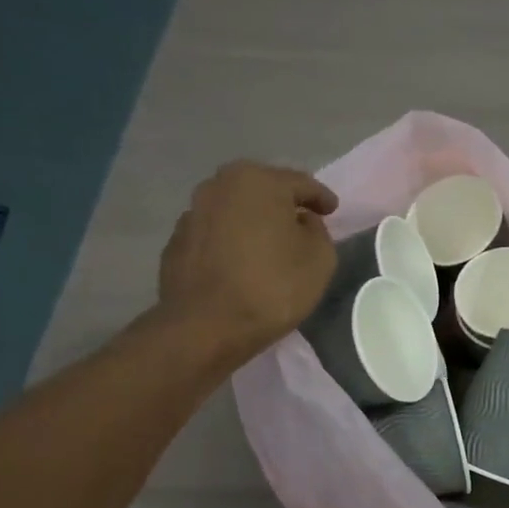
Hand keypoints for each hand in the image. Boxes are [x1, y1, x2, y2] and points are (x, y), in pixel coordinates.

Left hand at [155, 161, 338, 362]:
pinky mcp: (176, 241)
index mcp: (258, 181)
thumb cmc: (272, 286)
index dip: (321, 197)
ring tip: (269, 243)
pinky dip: (231, 241)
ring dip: (253, 221)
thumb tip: (301, 222)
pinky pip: (215, 233)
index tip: (332, 210)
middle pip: (262, 189)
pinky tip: (241, 262)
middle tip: (300, 221)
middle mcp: (219, 185)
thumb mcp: (320, 258)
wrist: (206, 326)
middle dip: (283, 203)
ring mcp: (192, 212)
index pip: (301, 183)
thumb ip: (317, 230)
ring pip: (235, 209)